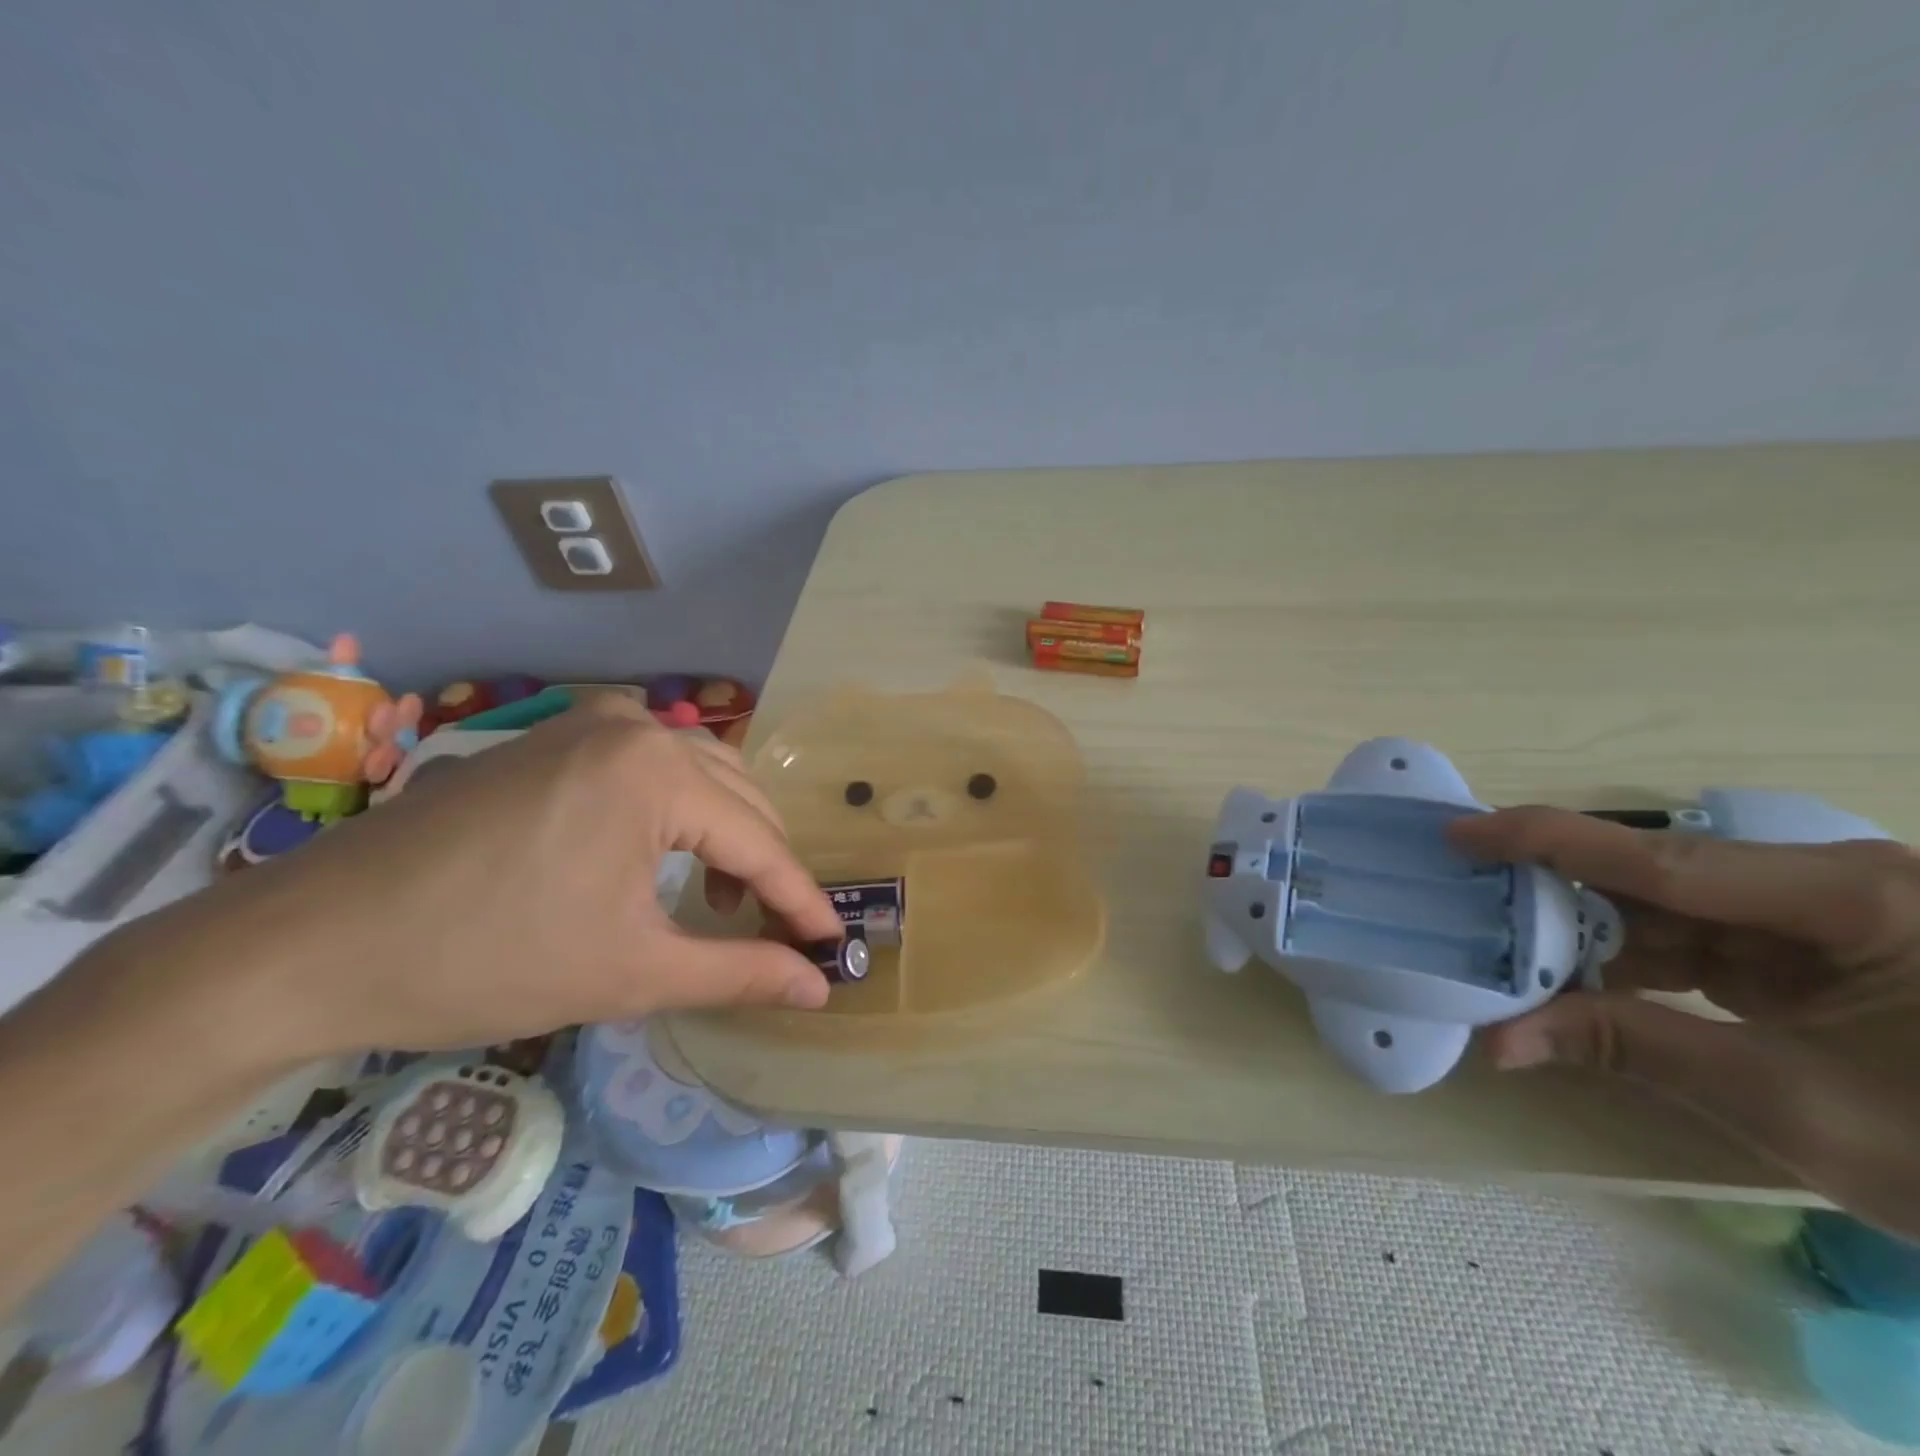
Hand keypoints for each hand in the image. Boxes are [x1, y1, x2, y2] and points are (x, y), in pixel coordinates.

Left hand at [124, 696, 842, 1059]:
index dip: (800, 899)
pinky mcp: (553, 737)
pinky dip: (679, 809)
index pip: (760, 842)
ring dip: (727, 833)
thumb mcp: (630, 973)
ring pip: (700, 775)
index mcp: (656, 772)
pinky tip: (665, 855)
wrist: (310, 944)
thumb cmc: (485, 959)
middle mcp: (635, 727)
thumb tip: (820, 987)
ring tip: (723, 896)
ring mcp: (588, 723)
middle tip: (777, 930)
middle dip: (766, 865)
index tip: (833, 942)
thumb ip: (739, 972)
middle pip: (739, 799)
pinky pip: (650, 764)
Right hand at [1449, 808, 1919, 1239]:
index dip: (1545, 842)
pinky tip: (1578, 981)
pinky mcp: (1823, 953)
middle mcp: (1836, 885)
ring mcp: (1830, 918)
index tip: (1457, 837)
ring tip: (1504, 949)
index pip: (1659, 857)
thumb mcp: (1793, 1105)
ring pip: (1671, 908)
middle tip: (1466, 906)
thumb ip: (1630, 1048)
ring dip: (1591, 935)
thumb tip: (1498, 1042)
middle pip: (1657, 876)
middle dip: (1559, 896)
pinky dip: (1634, 962)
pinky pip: (1701, 941)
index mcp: (1853, 897)